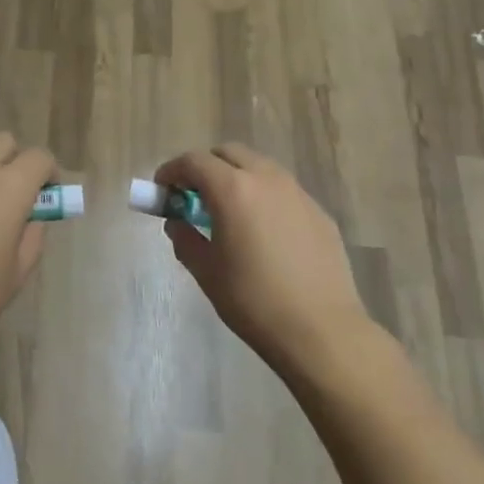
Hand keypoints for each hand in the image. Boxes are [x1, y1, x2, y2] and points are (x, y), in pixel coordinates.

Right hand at [155, 144, 374, 379]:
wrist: (321, 330)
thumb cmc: (254, 301)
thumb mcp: (207, 272)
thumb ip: (185, 239)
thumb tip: (178, 223)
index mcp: (233, 189)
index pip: (194, 161)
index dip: (172, 170)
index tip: (162, 188)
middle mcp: (266, 179)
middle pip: (228, 153)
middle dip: (206, 167)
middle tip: (193, 196)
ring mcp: (297, 193)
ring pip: (259, 166)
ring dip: (237, 176)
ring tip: (229, 210)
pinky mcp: (318, 212)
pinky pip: (283, 190)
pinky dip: (263, 196)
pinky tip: (262, 230)